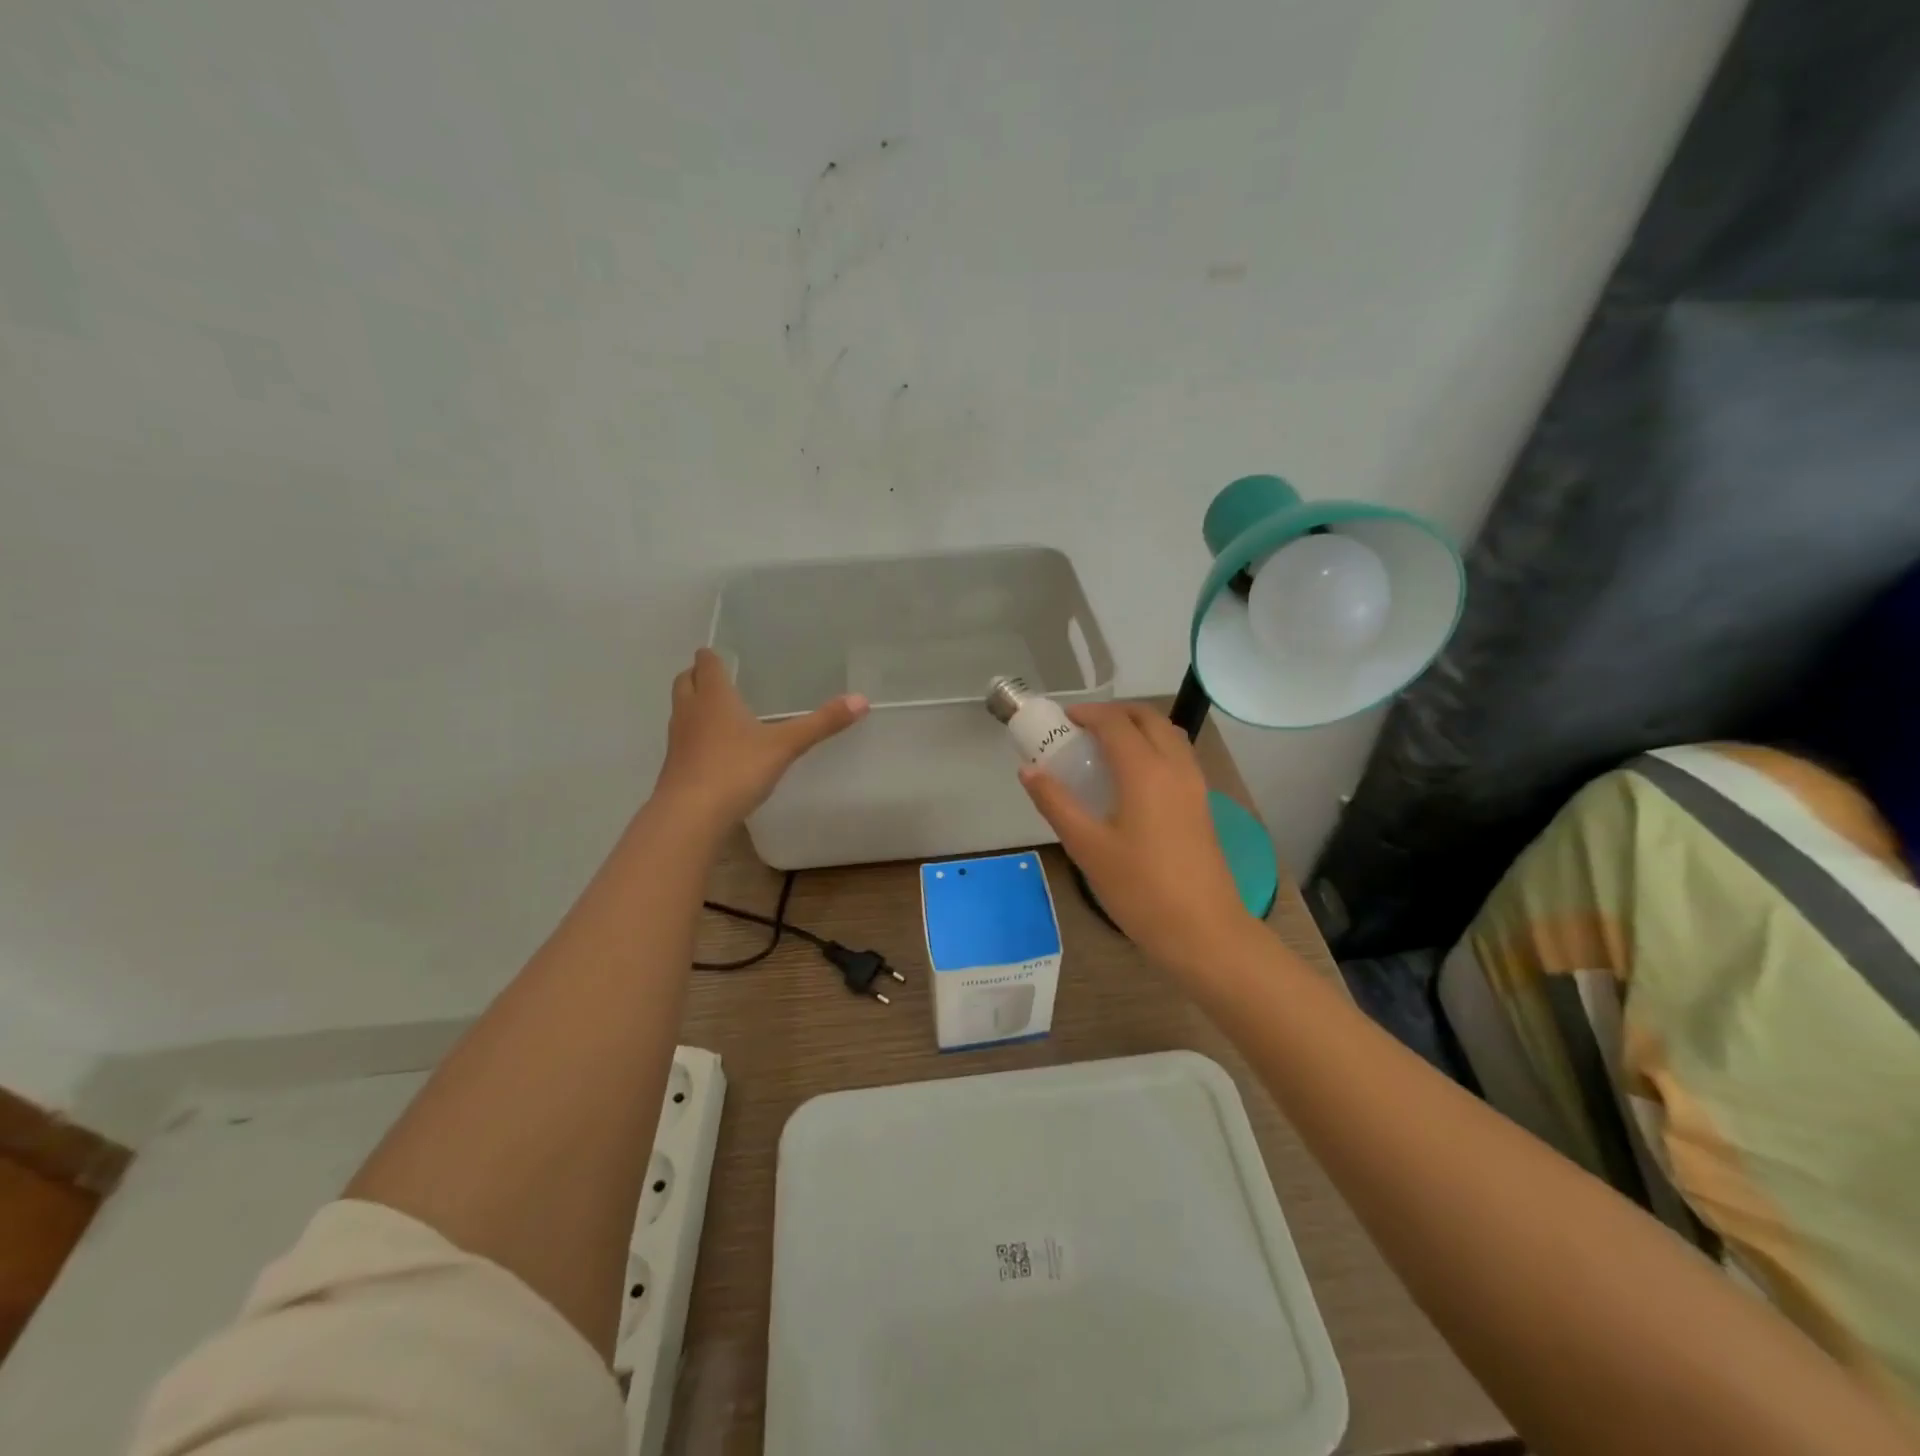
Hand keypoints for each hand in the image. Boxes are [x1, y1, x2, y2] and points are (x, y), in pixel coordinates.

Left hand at [653, 649, 867, 828]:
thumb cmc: (736, 769)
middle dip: (699, 676)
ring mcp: (678, 739)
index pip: (706, 663)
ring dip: (695, 705)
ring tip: (721, 712)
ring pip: (682, 710)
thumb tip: (861, 700)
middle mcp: (690, 711)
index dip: (713, 657)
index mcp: (714, 696)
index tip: (723, 655)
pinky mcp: (675, 766)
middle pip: (685, 681)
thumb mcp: (785, 745)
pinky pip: (684, 740)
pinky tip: (717, 750)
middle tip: (720, 679)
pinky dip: (696, 736)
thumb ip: (821, 723)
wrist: (690, 816)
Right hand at [1019, 702, 1261, 974]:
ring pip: (1168, 735)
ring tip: (1105, 749)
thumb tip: (1029, 771)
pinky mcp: (1202, 806)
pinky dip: (1153, 748)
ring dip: (1138, 728)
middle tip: (1083, 728)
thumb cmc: (1140, 889)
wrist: (1204, 933)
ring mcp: (1195, 786)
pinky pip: (1178, 757)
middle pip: (1148, 718)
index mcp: (1146, 772)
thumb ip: (1056, 803)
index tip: (1062, 720)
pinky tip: (1132, 780)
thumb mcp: (1087, 848)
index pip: (1115, 723)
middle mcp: (1175, 768)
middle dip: (1115, 713)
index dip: (1088, 714)